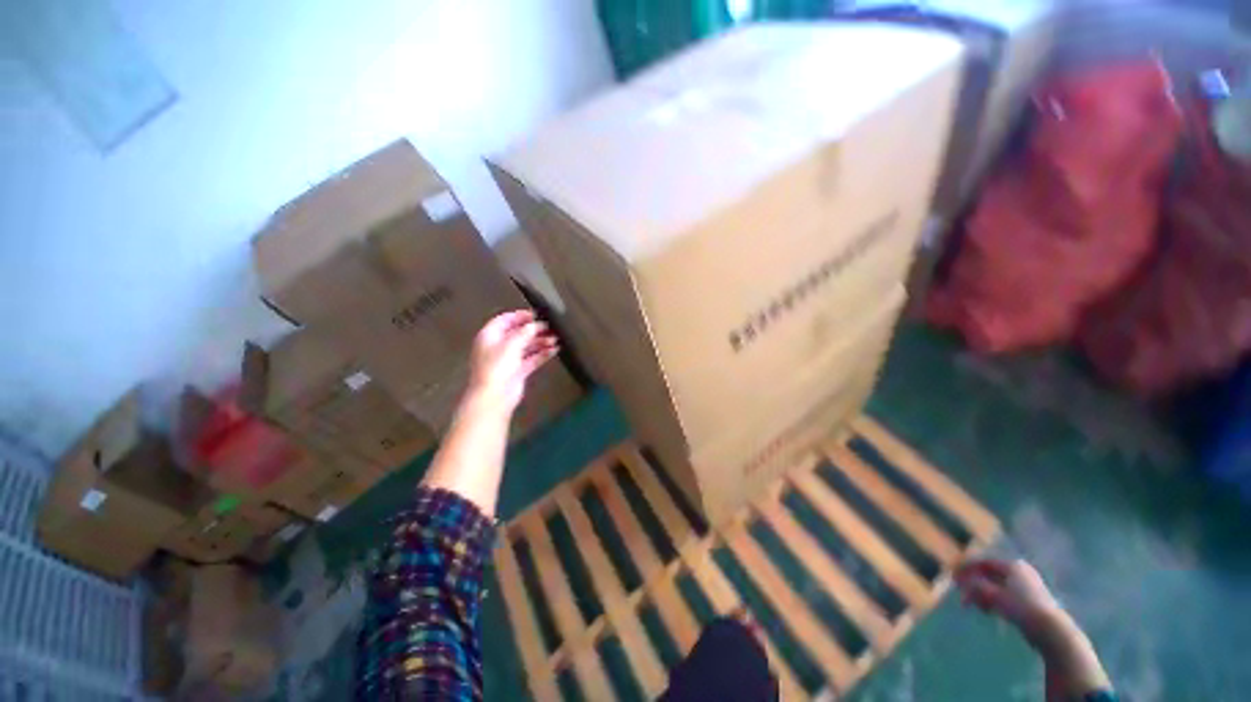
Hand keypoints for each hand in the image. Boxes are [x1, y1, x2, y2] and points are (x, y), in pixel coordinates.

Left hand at [466, 310, 558, 412]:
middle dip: (534, 329)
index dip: (520, 316)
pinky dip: (542, 354)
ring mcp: (508, 359)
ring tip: (556, 338)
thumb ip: (524, 332)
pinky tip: (554, 350)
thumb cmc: (497, 367)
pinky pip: (532, 359)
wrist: (494, 397)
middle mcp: (498, 346)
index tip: (536, 314)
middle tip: (550, 326)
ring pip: (527, 346)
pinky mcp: (518, 371)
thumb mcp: (511, 344)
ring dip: (541, 341)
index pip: (505, 320)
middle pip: (518, 333)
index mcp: (490, 336)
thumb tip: (535, 325)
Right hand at [955, 559, 1063, 643]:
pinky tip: (989, 612)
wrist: (1050, 630)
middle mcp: (1019, 571)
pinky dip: (994, 601)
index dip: (966, 568)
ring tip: (975, 607)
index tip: (953, 577)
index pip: (983, 562)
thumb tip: (961, 581)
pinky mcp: (1030, 600)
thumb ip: (975, 587)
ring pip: (997, 586)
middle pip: (989, 574)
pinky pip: (1005, 595)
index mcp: (1012, 565)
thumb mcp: (993, 596)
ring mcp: (1026, 586)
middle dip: (974, 584)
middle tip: (962, 594)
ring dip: (983, 595)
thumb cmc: (1021, 607)